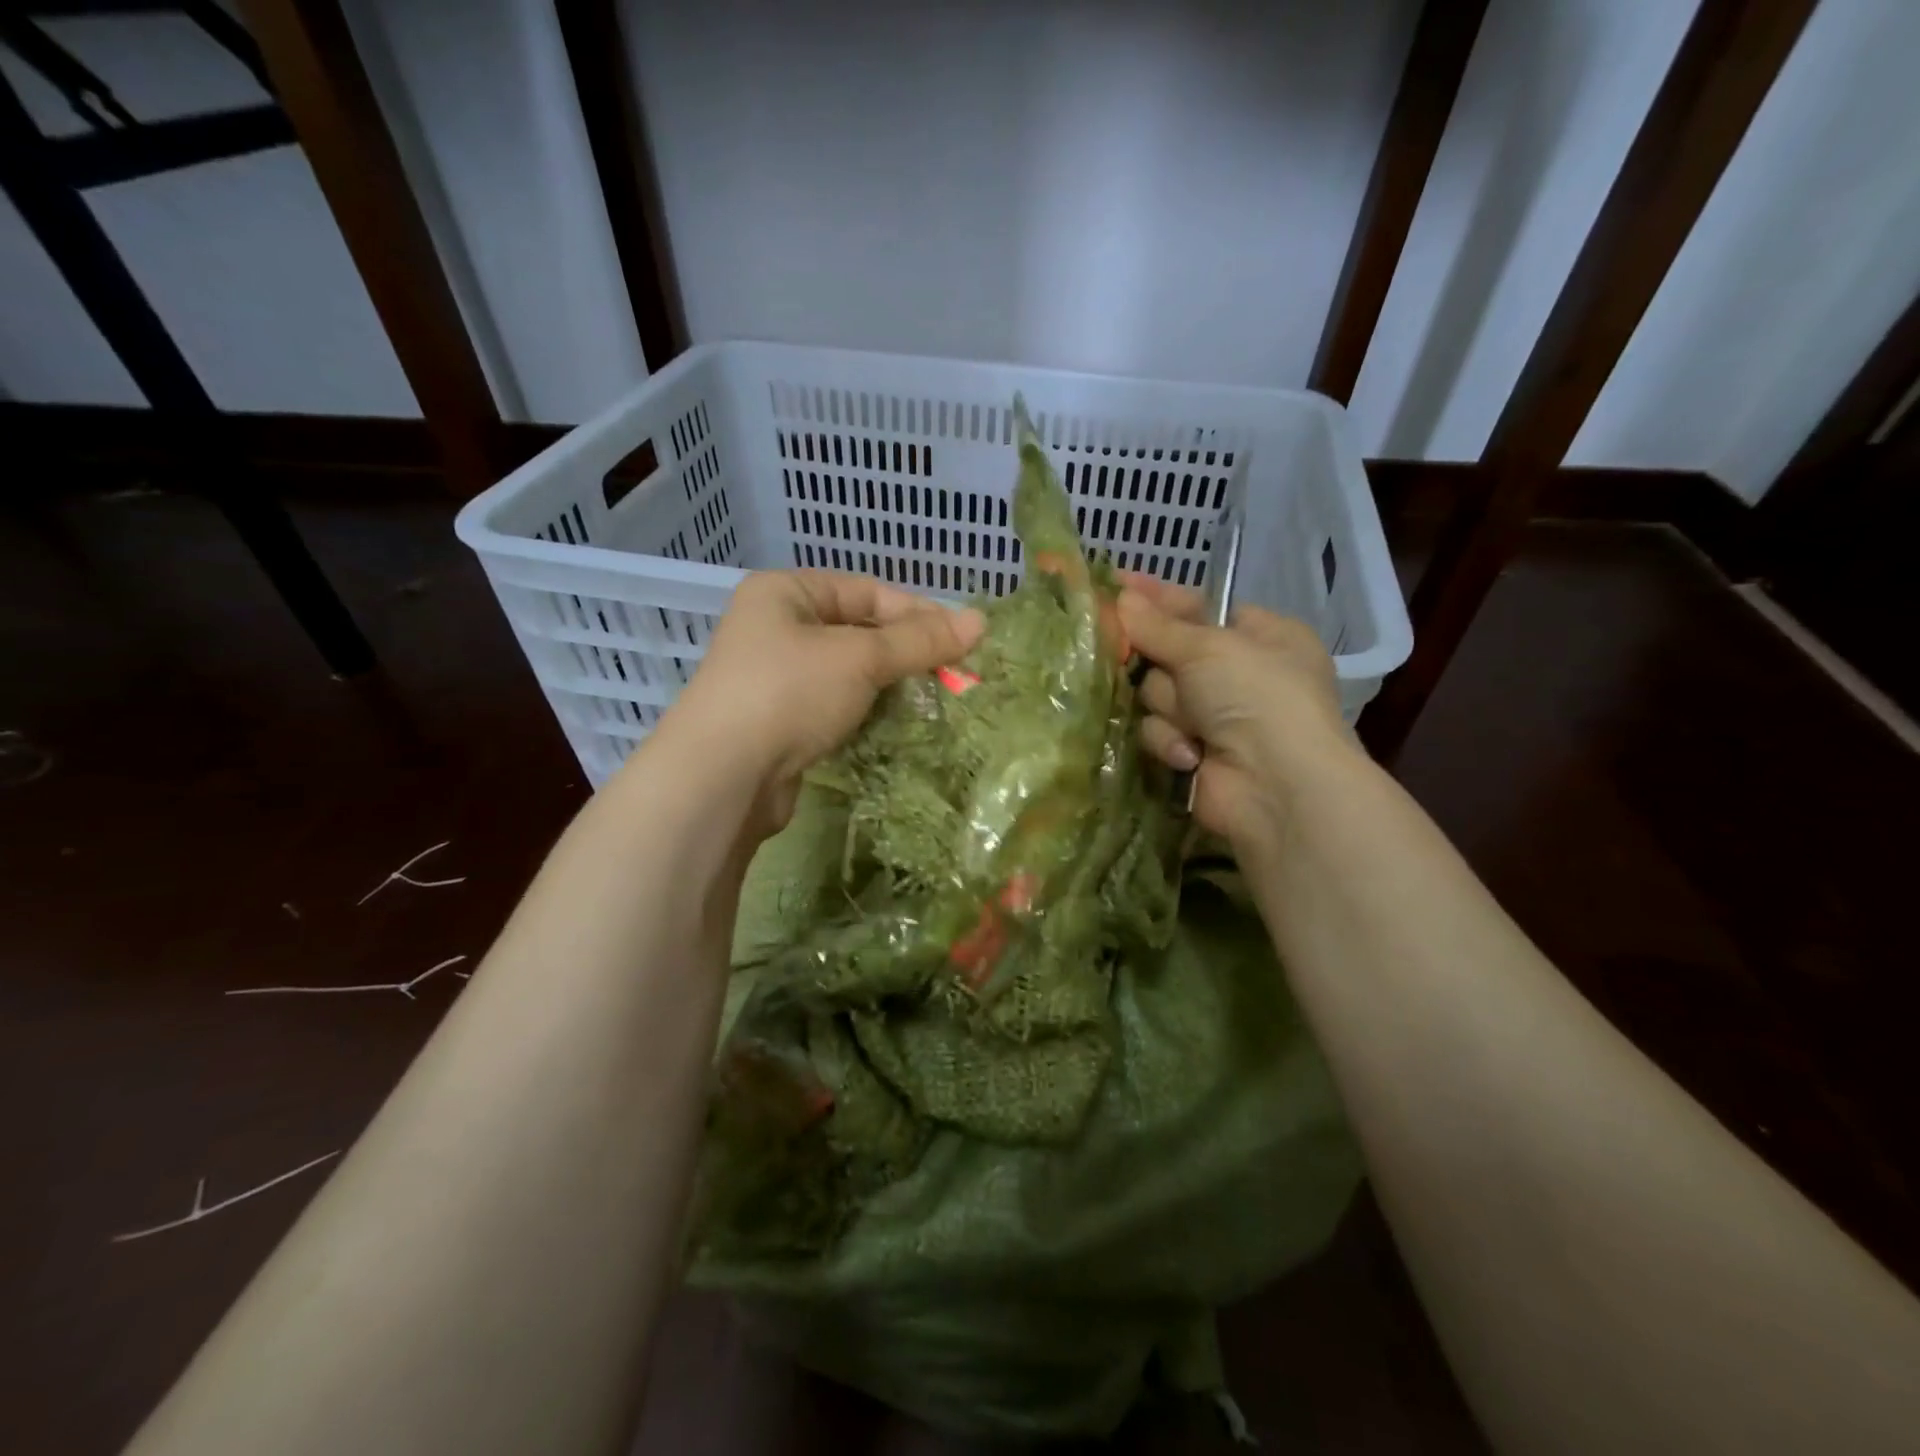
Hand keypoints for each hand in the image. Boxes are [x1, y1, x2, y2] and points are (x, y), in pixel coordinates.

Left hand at [660, 571, 983, 828]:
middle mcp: (775, 628)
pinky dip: (865, 712)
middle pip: (858, 631)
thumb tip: (980, 620)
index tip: (962, 640)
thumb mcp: (860, 658)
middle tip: (952, 675)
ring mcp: (774, 678)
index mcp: (785, 593)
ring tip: (931, 701)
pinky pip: (833, 705)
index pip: (867, 591)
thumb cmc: (789, 694)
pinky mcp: (779, 722)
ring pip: (848, 672)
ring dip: (888, 685)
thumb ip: (919, 640)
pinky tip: (894, 725)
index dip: (917, 612)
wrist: (722, 777)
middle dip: (905, 652)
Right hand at [1117, 576, 1356, 858]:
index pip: (1197, 606)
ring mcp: (1216, 716)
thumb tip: (1121, 598)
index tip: (1116, 585)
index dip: (1158, 598)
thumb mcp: (1208, 647)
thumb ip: (1158, 626)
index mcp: (1260, 636)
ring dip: (1169, 708)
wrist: (1276, 786)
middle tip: (1135, 657)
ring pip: (1157, 695)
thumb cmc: (1256, 696)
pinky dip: (1172, 741)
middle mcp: (1239, 673)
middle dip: (1160, 665)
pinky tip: (1191, 754)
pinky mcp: (1194, 752)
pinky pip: (1159, 731)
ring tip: (1194, 723)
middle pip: (1169, 653)